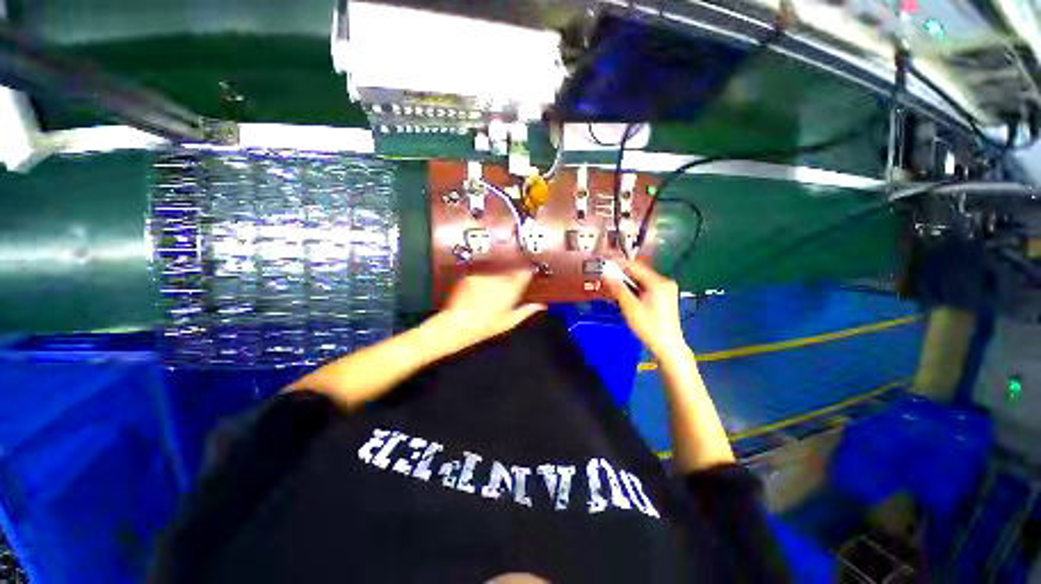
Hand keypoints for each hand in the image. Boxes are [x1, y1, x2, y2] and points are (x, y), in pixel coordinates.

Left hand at [438, 270, 544, 349]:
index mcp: (511, 290)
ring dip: (495, 282)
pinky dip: (482, 284)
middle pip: (510, 273)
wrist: (458, 324)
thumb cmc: (485, 327)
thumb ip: (526, 311)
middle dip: (509, 281)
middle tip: (504, 295)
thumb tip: (539, 306)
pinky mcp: (471, 277)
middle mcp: (498, 280)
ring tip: (488, 298)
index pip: (524, 274)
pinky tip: (478, 296)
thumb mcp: (510, 322)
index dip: (526, 274)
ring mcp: (483, 277)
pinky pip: (482, 277)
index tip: (527, 276)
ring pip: (495, 275)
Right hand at [602, 260, 687, 360]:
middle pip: (638, 272)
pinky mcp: (664, 296)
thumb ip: (618, 289)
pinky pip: (645, 287)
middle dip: (621, 275)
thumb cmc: (649, 327)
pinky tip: (624, 295)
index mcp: (658, 282)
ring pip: (641, 280)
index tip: (604, 264)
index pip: (635, 266)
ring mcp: (665, 289)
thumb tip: (606, 273)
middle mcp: (664, 282)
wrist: (667, 345)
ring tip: (612, 287)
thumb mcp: (630, 307)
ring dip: (627, 282)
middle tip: (605, 278)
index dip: (618, 264)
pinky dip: (634, 289)